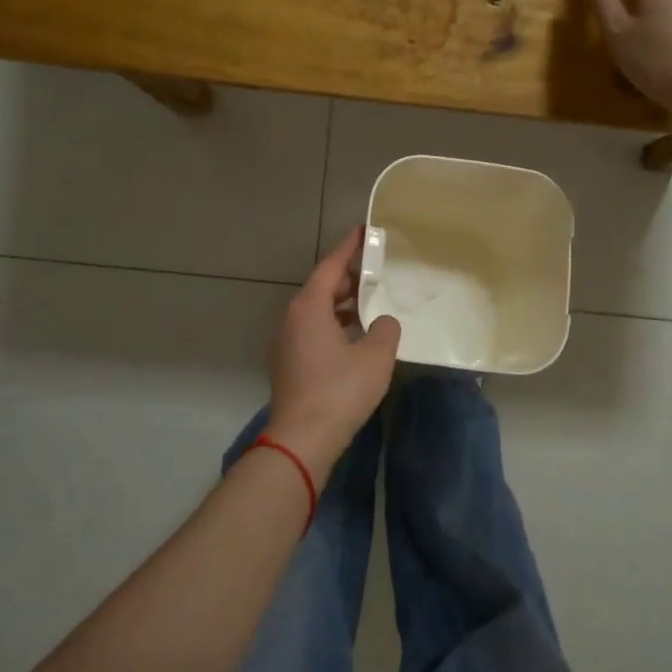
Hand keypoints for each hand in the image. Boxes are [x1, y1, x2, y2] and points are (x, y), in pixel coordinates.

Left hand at [265, 227, 401, 481]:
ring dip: (341, 304)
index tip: (364, 232)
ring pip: (316, 312)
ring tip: (370, 302)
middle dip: (348, 278)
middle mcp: (291, 319)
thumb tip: (383, 322)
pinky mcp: (288, 365)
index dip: (349, 248)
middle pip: (321, 288)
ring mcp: (286, 343)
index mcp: (309, 307)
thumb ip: (386, 330)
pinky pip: (312, 331)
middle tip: (375, 270)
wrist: (302, 439)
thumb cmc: (340, 390)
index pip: (331, 267)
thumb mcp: (376, 356)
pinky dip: (333, 325)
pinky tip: (355, 337)